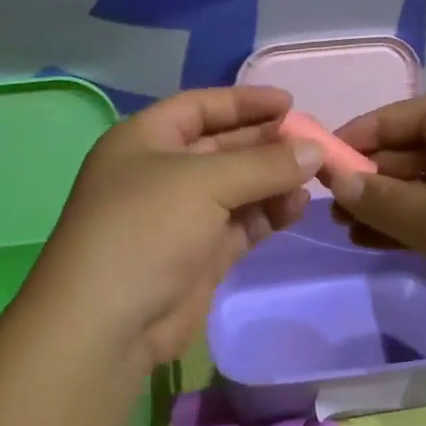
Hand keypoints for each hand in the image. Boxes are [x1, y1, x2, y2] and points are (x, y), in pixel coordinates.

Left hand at [32, 86, 321, 369]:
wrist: (109, 322)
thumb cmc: (146, 229)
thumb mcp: (204, 182)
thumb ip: (264, 164)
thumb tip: (315, 150)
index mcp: (144, 140)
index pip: (199, 108)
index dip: (243, 103)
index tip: (290, 103)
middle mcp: (161, 173)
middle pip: (222, 147)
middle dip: (266, 143)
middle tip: (314, 142)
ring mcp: (181, 217)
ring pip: (236, 188)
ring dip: (273, 181)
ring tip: (315, 177)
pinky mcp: (200, 255)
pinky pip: (241, 224)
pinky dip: (267, 214)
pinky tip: (298, 206)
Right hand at [328, 96, 425, 357]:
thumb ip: (385, 199)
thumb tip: (338, 180)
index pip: (422, 113)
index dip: (372, 128)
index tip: (329, 155)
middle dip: (377, 171)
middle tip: (332, 198)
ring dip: (389, 203)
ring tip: (344, 226)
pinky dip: (414, 227)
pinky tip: (376, 243)